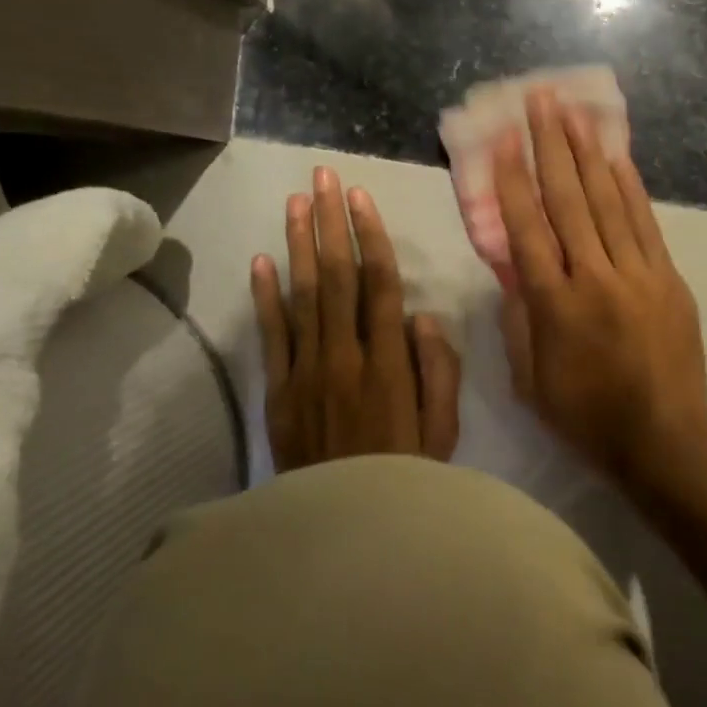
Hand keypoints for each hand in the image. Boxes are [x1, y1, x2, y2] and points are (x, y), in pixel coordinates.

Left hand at [250, 166, 460, 471]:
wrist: (346, 528)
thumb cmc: (407, 475)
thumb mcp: (444, 429)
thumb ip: (439, 370)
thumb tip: (422, 315)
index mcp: (389, 363)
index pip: (380, 284)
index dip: (370, 236)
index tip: (360, 197)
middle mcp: (345, 356)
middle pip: (336, 276)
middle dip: (330, 222)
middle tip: (321, 177)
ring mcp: (306, 371)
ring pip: (302, 295)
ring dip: (299, 243)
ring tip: (295, 201)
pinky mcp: (278, 391)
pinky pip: (272, 335)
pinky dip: (265, 296)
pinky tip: (262, 259)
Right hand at [492, 89, 706, 498]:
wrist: (663, 439)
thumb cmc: (586, 416)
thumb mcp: (530, 379)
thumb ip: (518, 318)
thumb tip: (512, 268)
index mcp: (553, 305)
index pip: (526, 228)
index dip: (512, 180)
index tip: (503, 139)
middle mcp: (593, 277)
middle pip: (568, 200)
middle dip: (551, 146)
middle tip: (540, 100)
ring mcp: (637, 273)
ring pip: (608, 201)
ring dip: (589, 153)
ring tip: (573, 112)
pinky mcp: (667, 278)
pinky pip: (644, 222)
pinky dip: (629, 186)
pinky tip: (616, 156)